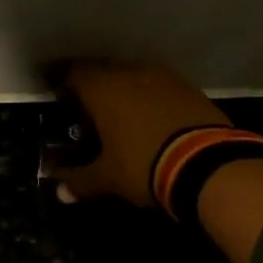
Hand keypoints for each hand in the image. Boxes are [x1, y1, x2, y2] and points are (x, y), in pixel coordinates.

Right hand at [53, 62, 231, 205]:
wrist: (207, 164)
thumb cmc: (144, 165)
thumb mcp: (108, 178)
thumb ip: (80, 181)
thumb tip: (59, 192)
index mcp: (104, 89)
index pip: (74, 73)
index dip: (61, 81)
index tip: (56, 93)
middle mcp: (131, 73)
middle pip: (103, 69)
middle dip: (92, 84)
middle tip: (85, 106)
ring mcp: (164, 77)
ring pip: (133, 74)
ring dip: (122, 89)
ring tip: (117, 112)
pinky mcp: (189, 88)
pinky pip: (158, 86)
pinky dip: (148, 97)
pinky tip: (148, 117)